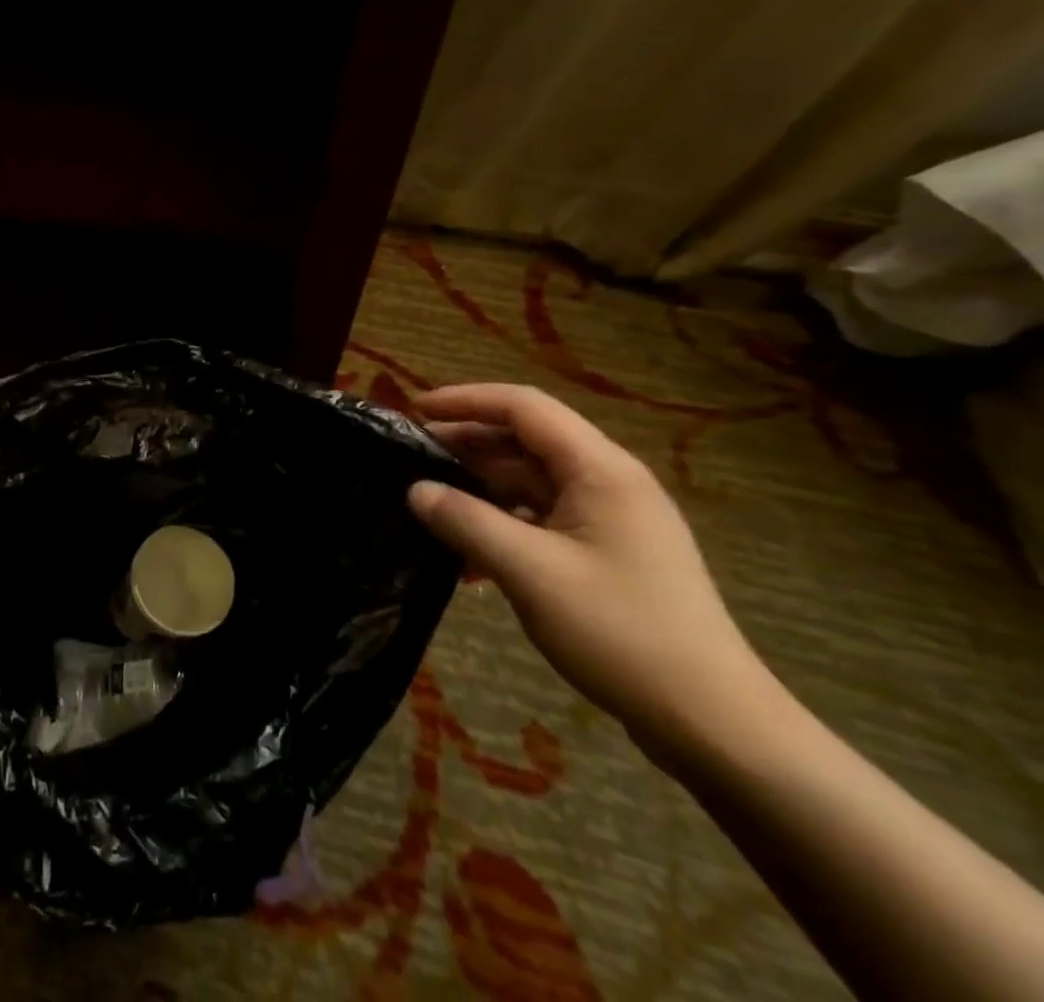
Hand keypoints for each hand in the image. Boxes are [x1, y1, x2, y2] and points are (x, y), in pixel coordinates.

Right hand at [408, 384, 773, 755]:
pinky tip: (468, 561)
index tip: (415, 410)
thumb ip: (467, 522)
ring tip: (429, 506)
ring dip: (480, 490)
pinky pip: (542, 521)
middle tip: (410, 457)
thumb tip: (416, 490)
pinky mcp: (607, 555)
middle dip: (467, 444)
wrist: (713, 723)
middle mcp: (608, 483)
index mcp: (600, 471)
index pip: (524, 408)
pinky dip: (502, 527)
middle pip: (526, 442)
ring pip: (531, 483)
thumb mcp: (530, 573)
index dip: (466, 400)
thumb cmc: (621, 633)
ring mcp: (610, 521)